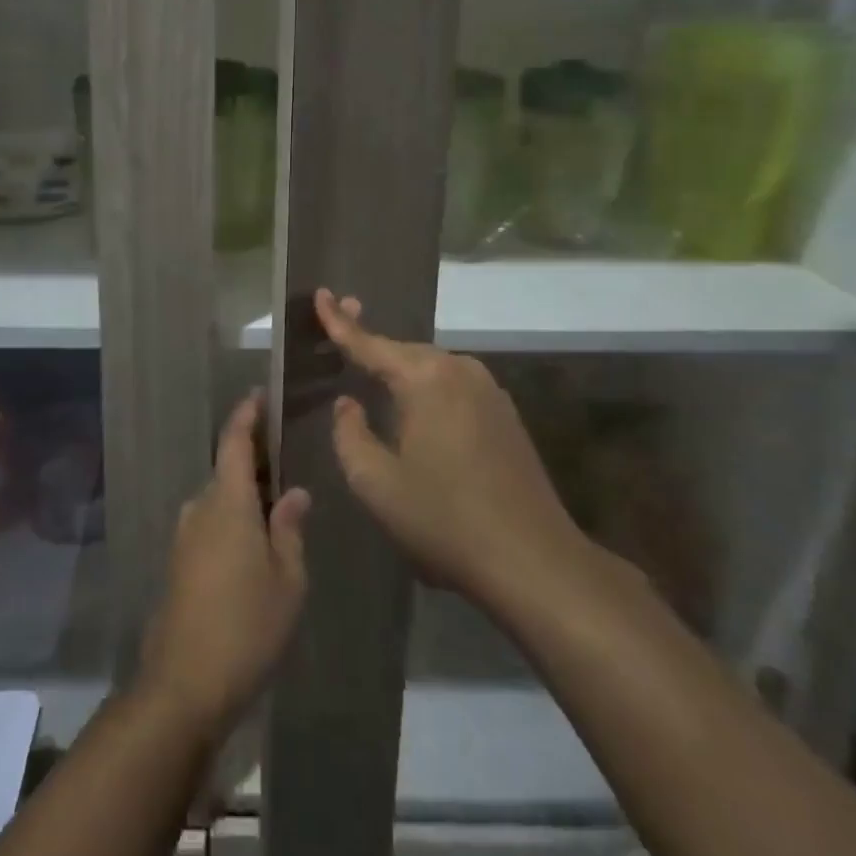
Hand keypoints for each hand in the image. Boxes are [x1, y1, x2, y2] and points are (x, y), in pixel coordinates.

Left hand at [139, 394, 310, 738]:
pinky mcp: (178, 563)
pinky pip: (209, 525)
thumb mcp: (287, 579)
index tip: (258, 396)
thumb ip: (290, 530)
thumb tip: (294, 493)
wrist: (183, 684)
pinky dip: (232, 521)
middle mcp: (200, 508)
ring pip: (218, 500)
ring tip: (277, 508)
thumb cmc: (246, 626)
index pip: (233, 441)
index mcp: (227, 502)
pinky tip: (254, 546)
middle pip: (227, 470)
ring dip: (243, 495)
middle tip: (286, 462)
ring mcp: (184, 536)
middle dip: (253, 461)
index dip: (246, 415)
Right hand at [318, 289, 593, 619]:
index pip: (369, 343)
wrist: (534, 562)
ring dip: (401, 373)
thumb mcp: (376, 483)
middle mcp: (459, 370)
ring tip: (373, 380)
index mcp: (425, 378)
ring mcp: (489, 391)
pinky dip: (428, 391)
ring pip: (431, 370)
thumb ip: (349, 435)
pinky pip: (453, 388)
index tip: (321, 293)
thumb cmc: (445, 520)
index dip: (339, 321)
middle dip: (371, 346)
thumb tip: (348, 404)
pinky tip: (418, 413)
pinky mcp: (505, 415)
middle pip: (403, 352)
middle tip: (340, 336)